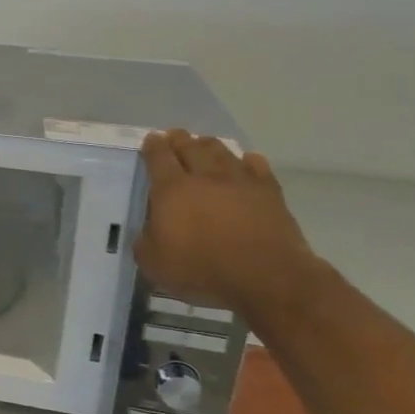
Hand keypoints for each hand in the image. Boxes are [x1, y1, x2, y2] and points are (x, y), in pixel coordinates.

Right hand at [135, 131, 321, 317]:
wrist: (267, 277)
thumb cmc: (203, 270)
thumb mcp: (155, 263)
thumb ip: (145, 240)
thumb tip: (149, 229)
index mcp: (171, 189)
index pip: (158, 157)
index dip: (152, 146)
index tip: (151, 140)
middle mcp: (204, 176)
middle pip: (189, 147)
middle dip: (179, 139)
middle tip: (174, 136)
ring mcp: (240, 181)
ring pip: (221, 151)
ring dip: (209, 144)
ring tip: (204, 143)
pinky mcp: (269, 192)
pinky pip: (257, 166)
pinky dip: (248, 160)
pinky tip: (246, 160)